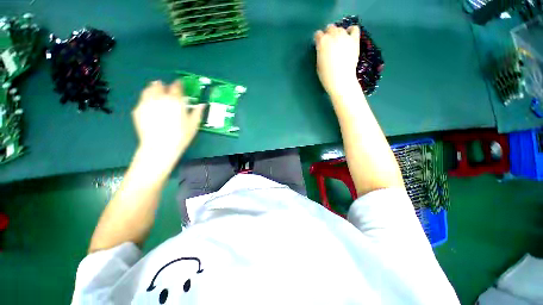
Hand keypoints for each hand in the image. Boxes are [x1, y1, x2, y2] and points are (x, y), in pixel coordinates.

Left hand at [132, 80, 204, 160]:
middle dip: (163, 86)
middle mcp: (160, 98)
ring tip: (156, 92)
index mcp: (175, 100)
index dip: (178, 85)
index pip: (176, 87)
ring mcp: (146, 103)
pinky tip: (149, 105)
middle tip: (166, 89)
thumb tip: (202, 104)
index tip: (179, 86)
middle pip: (159, 85)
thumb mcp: (194, 124)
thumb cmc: (181, 136)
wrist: (159, 146)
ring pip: (148, 90)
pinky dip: (146, 100)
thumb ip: (197, 112)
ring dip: (153, 89)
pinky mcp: (137, 110)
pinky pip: (142, 100)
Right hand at [314, 24, 360, 96]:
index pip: (318, 34)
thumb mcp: (318, 63)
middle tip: (328, 44)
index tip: (319, 46)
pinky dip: (351, 30)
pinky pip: (354, 29)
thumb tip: (322, 48)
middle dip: (327, 34)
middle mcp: (333, 35)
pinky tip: (348, 36)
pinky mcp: (354, 40)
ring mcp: (345, 36)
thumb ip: (320, 52)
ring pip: (340, 28)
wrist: (341, 80)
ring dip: (337, 33)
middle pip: (329, 28)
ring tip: (338, 42)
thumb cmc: (326, 76)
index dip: (318, 40)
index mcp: (322, 42)